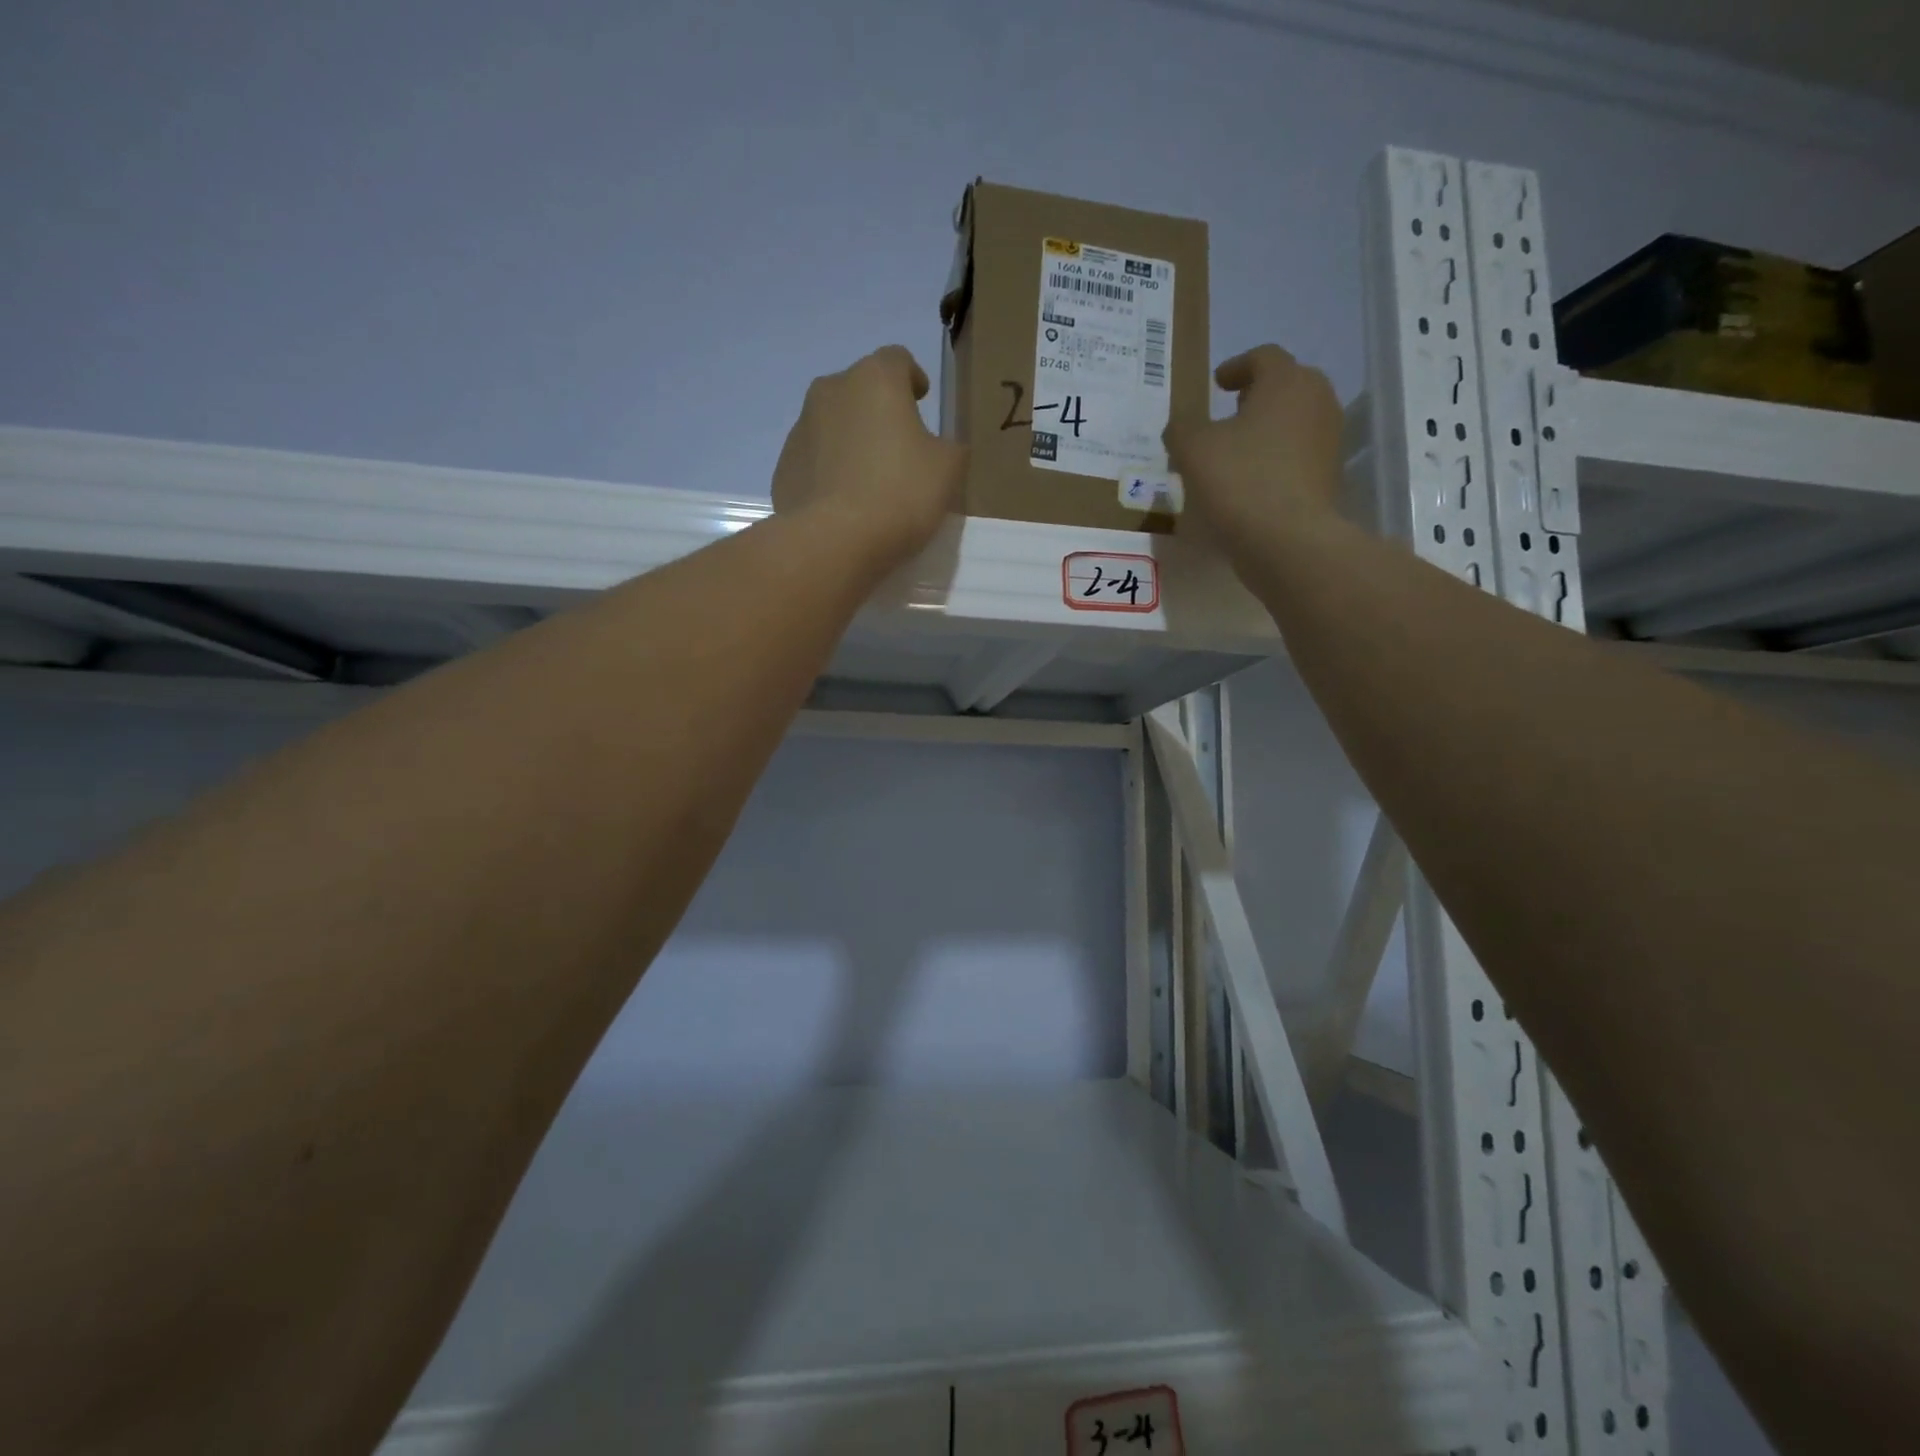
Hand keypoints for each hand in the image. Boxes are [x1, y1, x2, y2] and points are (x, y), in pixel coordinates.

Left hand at [771, 345, 967, 560]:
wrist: (833, 541)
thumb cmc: (899, 493)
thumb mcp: (948, 470)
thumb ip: (950, 448)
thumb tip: (940, 448)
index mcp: (875, 379)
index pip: (897, 360)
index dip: (912, 378)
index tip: (921, 400)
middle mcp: (831, 390)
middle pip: (860, 389)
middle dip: (879, 411)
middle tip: (898, 447)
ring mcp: (801, 429)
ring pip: (833, 424)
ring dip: (852, 440)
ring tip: (869, 480)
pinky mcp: (784, 467)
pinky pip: (815, 460)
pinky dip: (830, 471)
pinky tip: (845, 503)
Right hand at [1164, 344, 1342, 545]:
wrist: (1287, 540)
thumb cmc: (1239, 481)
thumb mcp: (1192, 449)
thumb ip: (1182, 428)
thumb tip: (1181, 427)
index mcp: (1287, 381)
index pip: (1263, 357)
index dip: (1236, 367)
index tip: (1216, 384)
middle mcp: (1317, 401)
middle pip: (1286, 385)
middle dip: (1257, 395)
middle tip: (1229, 412)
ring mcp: (1329, 439)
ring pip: (1294, 420)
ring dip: (1267, 428)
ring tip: (1237, 450)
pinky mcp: (1329, 475)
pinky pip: (1298, 454)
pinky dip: (1276, 457)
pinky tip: (1252, 479)